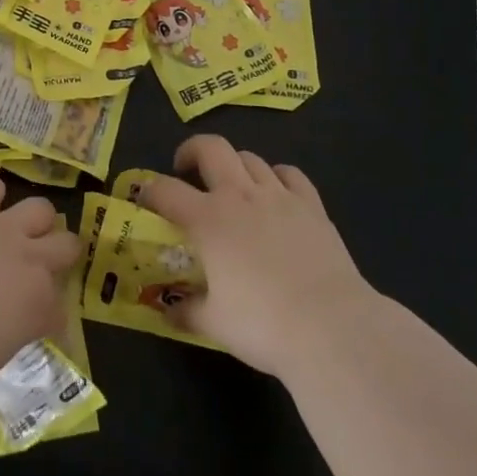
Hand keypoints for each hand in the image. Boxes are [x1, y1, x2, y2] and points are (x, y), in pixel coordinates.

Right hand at [140, 135, 375, 379]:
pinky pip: (290, 174)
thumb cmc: (264, 325)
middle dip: (191, 151)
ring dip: (234, 165)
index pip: (166, 189)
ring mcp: (278, 196)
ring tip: (232, 186)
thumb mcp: (215, 324)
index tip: (144, 198)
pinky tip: (275, 193)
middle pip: (210, 147)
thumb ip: (187, 311)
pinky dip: (277, 176)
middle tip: (186, 169)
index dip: (149, 189)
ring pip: (249, 158)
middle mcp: (239, 195)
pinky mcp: (311, 206)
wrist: (332, 327)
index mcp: (208, 219)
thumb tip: (168, 311)